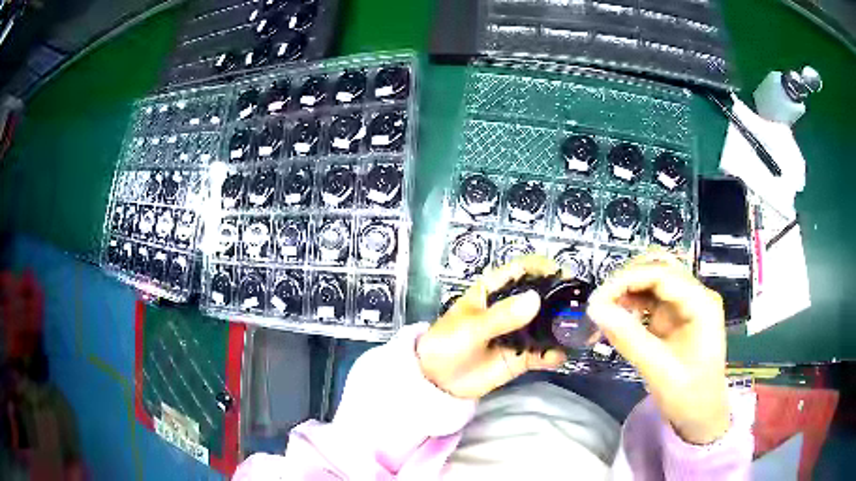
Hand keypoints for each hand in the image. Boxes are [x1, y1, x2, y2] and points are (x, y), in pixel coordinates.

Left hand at [417, 256, 567, 398]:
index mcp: (494, 291)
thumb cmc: (447, 343)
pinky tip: (558, 357)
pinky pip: (543, 353)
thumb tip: (535, 300)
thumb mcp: (470, 328)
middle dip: (561, 300)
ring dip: (563, 329)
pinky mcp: (522, 357)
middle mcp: (512, 309)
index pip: (523, 270)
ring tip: (579, 332)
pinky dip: (553, 355)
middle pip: (542, 297)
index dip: (543, 268)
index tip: (563, 275)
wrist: (437, 381)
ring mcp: (519, 333)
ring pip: (547, 326)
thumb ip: (500, 317)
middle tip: (580, 306)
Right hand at [587, 252, 729, 444]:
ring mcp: (686, 305)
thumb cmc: (688, 397)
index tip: (597, 300)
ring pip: (653, 281)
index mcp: (701, 304)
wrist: (701, 417)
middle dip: (627, 280)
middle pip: (659, 269)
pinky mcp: (675, 316)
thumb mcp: (658, 371)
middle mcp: (696, 296)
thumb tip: (595, 309)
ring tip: (604, 309)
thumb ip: (628, 338)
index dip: (627, 280)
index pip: (662, 274)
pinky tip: (618, 317)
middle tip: (600, 303)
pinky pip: (651, 299)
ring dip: (628, 290)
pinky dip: (632, 304)